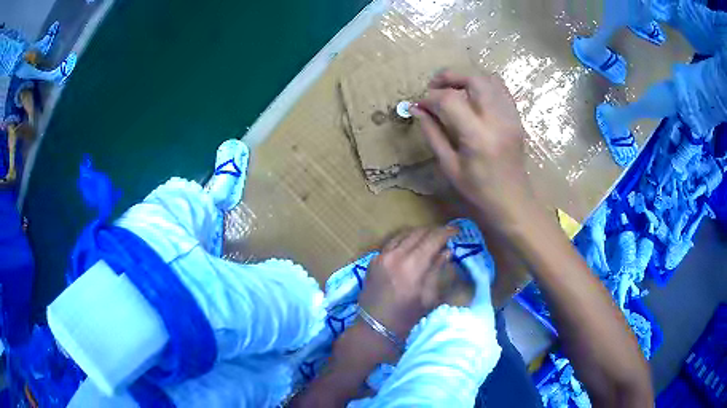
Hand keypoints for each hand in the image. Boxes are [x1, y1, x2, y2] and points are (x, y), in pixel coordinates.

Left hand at [358, 227, 455, 339]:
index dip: (446, 232)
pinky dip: (404, 240)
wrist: (375, 327)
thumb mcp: (429, 296)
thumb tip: (446, 252)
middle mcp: (396, 255)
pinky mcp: (373, 260)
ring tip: (429, 239)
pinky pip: (391, 243)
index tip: (456, 231)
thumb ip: (437, 270)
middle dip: (433, 231)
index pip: (432, 239)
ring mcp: (382, 256)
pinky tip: (410, 246)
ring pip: (403, 234)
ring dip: (418, 234)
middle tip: (444, 235)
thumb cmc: (407, 317)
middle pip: (418, 233)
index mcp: (413, 266)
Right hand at [412, 70, 534, 231]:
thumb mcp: (449, 166)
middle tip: (434, 87)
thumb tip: (416, 109)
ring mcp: (510, 116)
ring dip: (467, 78)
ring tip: (453, 90)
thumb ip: (432, 133)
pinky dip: (483, 85)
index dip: (430, 98)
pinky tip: (472, 97)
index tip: (420, 105)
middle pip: (473, 78)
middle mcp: (497, 120)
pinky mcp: (516, 117)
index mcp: (477, 137)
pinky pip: (501, 88)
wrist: (512, 201)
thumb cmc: (478, 190)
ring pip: (489, 78)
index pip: (449, 100)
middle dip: (449, 76)